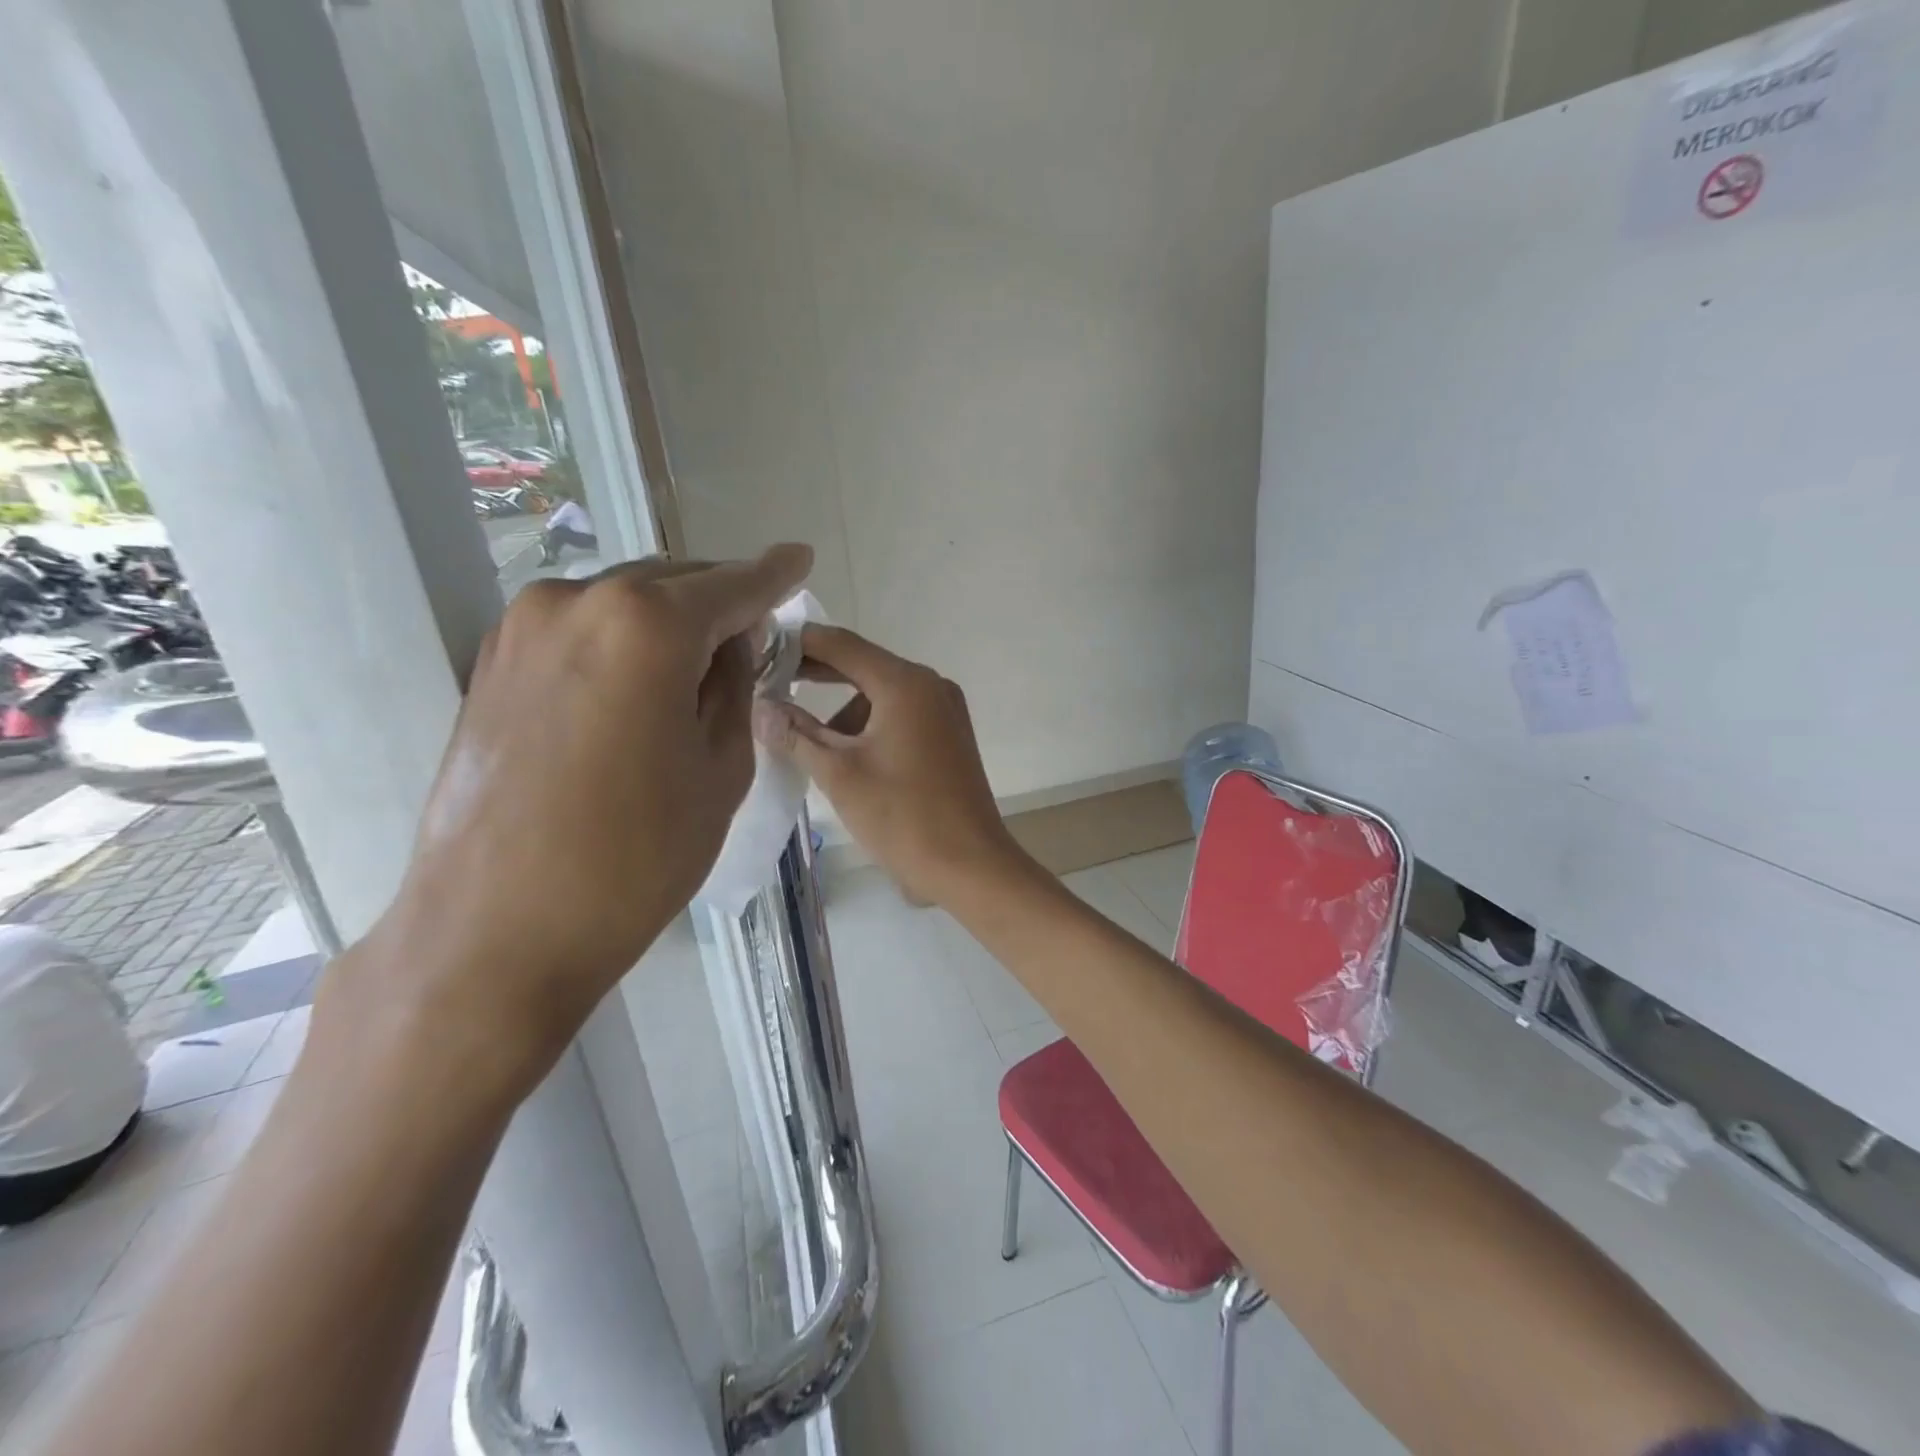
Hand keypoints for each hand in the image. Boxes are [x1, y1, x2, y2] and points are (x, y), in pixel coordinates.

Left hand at [345, 546, 811, 1090]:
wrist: (496, 931)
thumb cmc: (634, 858)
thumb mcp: (720, 769)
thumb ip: (735, 686)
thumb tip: (734, 640)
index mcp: (645, 625)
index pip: (731, 585)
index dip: (774, 575)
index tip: (800, 558)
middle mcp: (577, 601)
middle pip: (673, 582)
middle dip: (721, 602)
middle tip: (756, 635)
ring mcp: (523, 626)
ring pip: (624, 601)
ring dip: (670, 622)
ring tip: (699, 667)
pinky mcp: (493, 659)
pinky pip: (582, 627)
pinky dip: (624, 639)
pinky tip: (641, 682)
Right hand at [753, 625, 1027, 905]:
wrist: (969, 866)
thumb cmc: (902, 817)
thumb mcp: (840, 774)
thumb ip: (796, 734)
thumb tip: (759, 707)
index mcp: (905, 684)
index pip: (841, 644)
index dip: (798, 644)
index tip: (760, 650)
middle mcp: (930, 685)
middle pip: (863, 666)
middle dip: (817, 675)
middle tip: (771, 685)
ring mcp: (945, 711)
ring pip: (882, 695)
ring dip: (844, 711)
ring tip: (809, 744)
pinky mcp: (950, 736)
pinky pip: (901, 716)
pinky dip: (870, 727)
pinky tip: (847, 759)